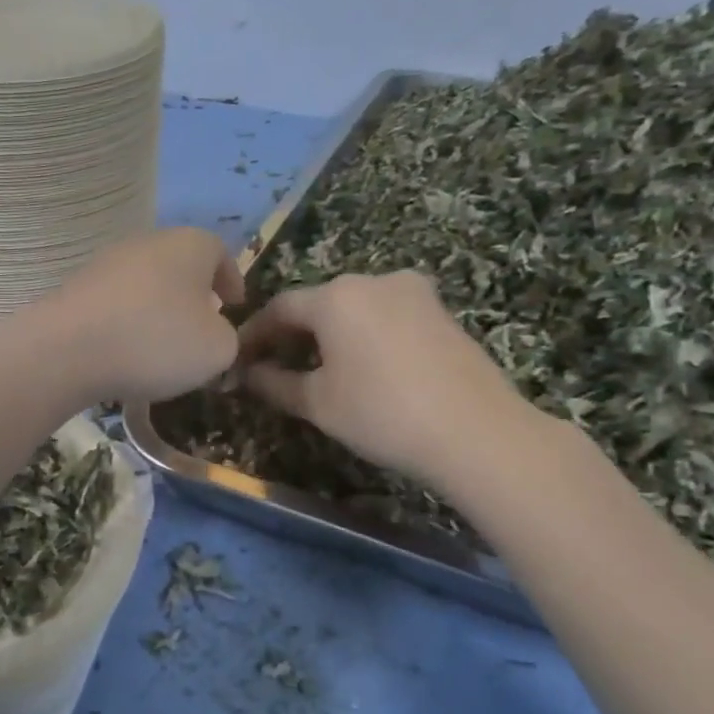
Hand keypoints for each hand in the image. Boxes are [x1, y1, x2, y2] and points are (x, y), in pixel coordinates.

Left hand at [33, 228, 244, 402]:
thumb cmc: (156, 340)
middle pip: (179, 264)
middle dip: (193, 294)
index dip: (231, 279)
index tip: (235, 304)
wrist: (67, 349)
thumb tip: (214, 334)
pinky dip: (125, 322)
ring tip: (161, 345)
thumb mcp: (216, 349)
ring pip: (144, 283)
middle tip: (201, 326)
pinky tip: (124, 352)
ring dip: (157, 309)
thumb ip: (227, 338)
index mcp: (190, 246)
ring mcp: (106, 263)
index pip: (220, 252)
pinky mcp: (75, 288)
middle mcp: (147, 243)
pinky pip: (114, 303)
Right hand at [236, 271, 536, 482]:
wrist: (476, 432)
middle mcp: (373, 280)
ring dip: (329, 333)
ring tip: (316, 369)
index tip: (238, 359)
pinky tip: (362, 366)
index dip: (254, 334)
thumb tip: (247, 375)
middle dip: (292, 333)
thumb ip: (274, 384)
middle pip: (318, 303)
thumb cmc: (381, 414)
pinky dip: (363, 334)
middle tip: (273, 367)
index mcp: (336, 296)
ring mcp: (413, 292)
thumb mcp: (317, 403)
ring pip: (354, 308)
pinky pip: (385, 315)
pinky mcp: (440, 310)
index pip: (280, 308)